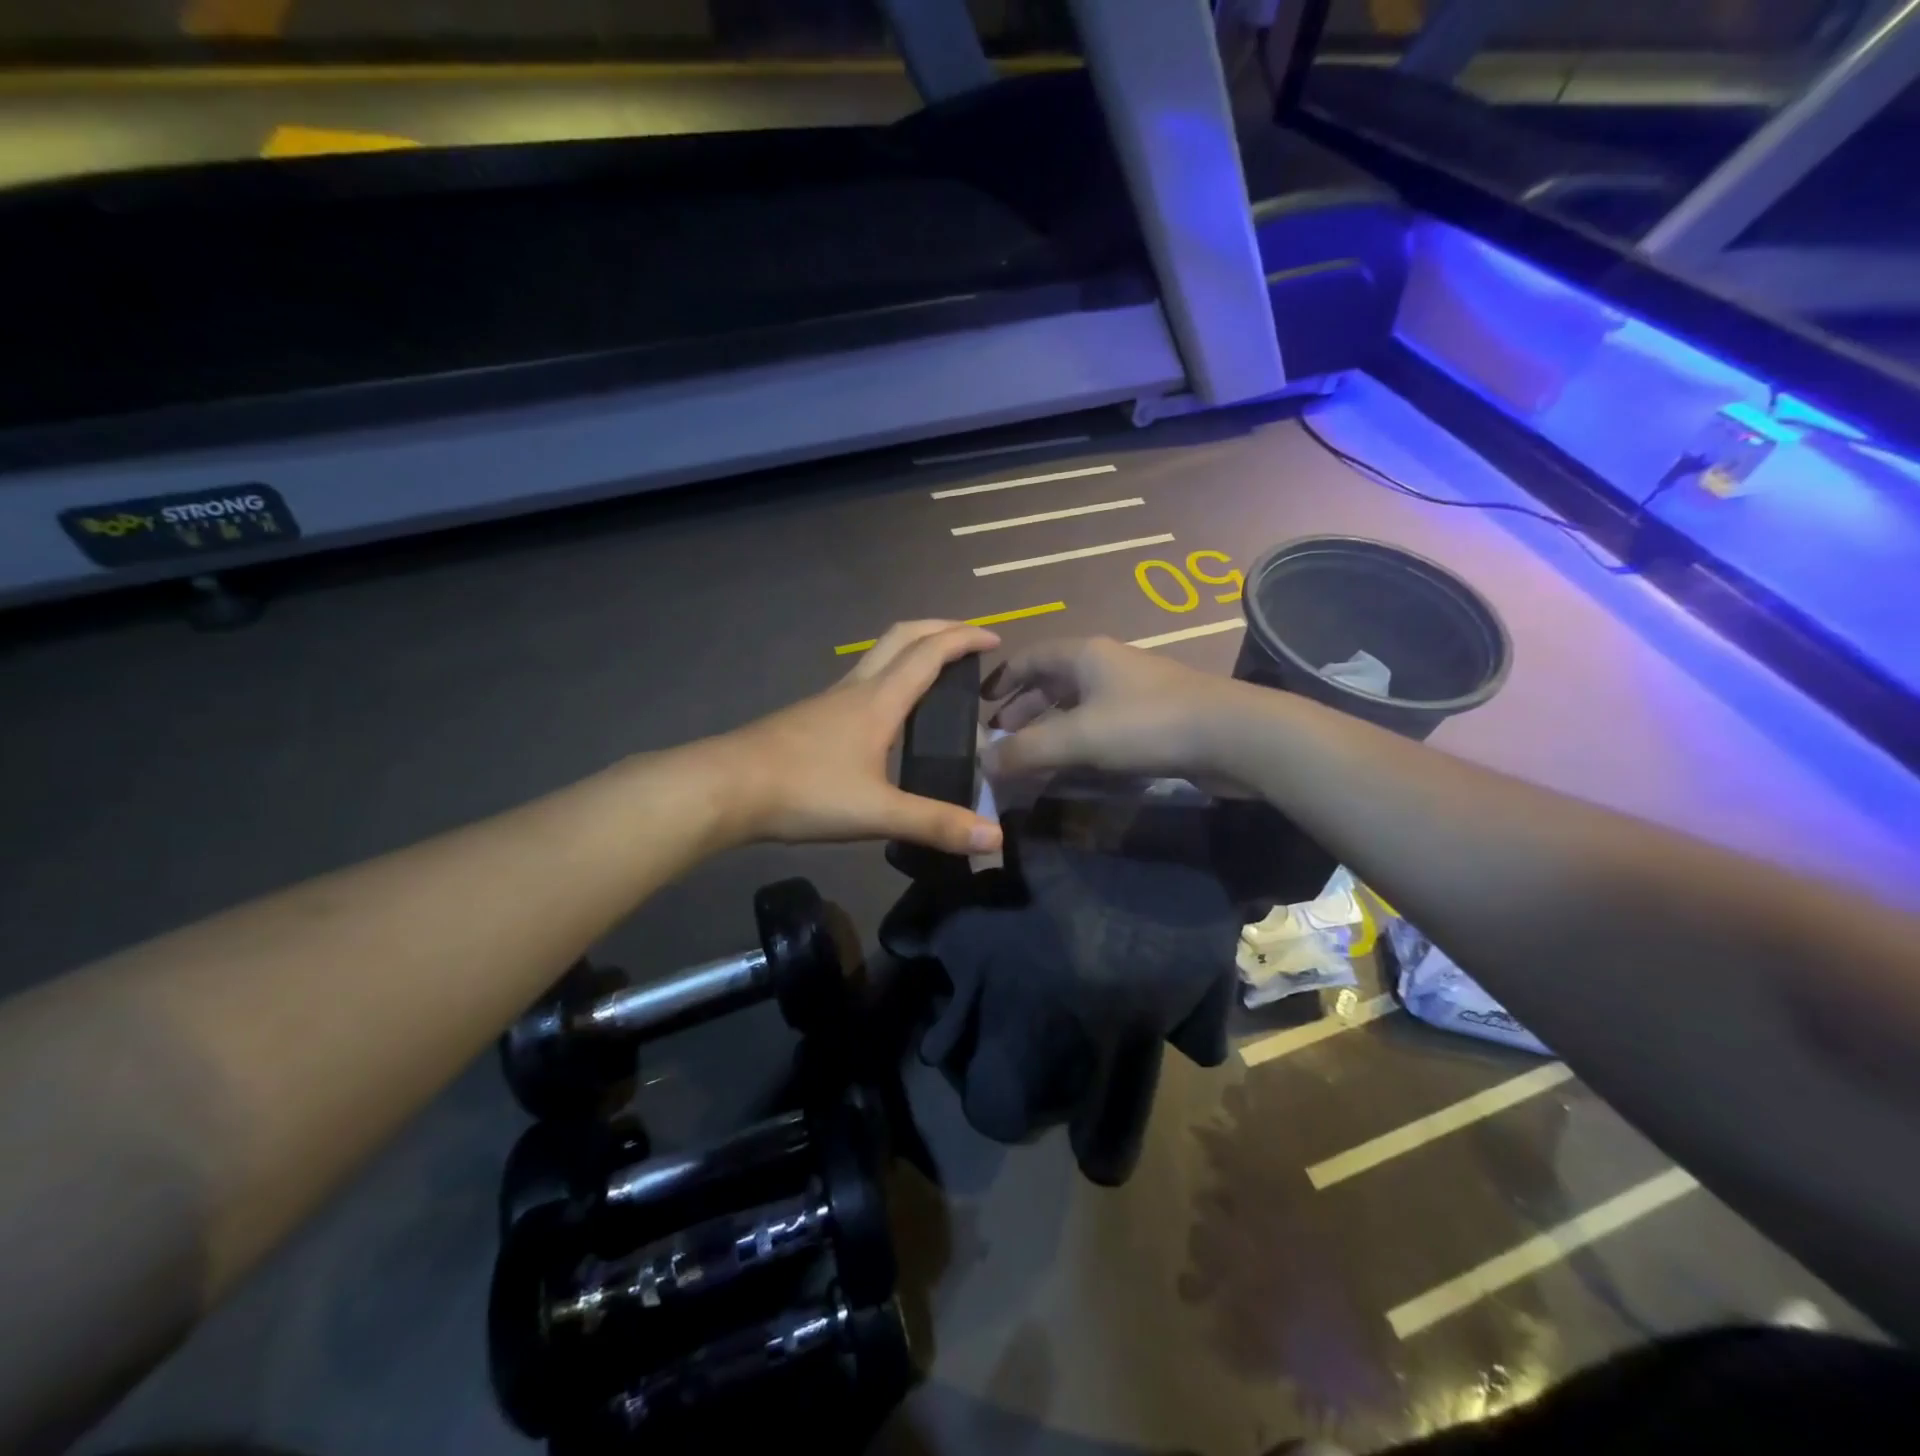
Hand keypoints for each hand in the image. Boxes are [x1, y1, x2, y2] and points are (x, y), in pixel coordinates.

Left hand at [720, 621, 1003, 853]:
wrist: (724, 788)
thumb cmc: (803, 792)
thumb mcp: (876, 813)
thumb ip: (936, 824)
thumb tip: (995, 838)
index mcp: (878, 701)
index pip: (930, 654)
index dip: (965, 640)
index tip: (996, 639)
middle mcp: (856, 689)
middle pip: (901, 637)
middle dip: (939, 628)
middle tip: (970, 640)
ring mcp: (829, 701)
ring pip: (877, 656)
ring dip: (912, 649)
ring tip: (938, 672)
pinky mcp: (810, 717)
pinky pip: (861, 680)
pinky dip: (889, 676)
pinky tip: (888, 713)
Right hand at [981, 636, 1251, 781]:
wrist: (1233, 735)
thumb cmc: (1147, 724)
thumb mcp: (1078, 737)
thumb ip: (1026, 751)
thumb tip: (983, 764)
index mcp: (1084, 655)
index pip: (1031, 657)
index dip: (1003, 679)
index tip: (981, 705)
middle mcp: (1106, 665)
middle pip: (1053, 681)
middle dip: (1024, 708)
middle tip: (1001, 738)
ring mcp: (1133, 691)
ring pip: (1078, 705)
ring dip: (1050, 727)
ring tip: (1030, 755)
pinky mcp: (1153, 718)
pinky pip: (1101, 724)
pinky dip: (1079, 740)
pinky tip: (1074, 764)